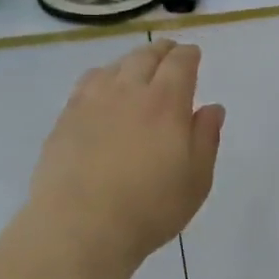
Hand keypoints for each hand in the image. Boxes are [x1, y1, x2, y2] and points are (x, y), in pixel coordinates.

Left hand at [29, 38, 224, 271]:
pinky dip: (103, 76)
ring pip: (115, 66)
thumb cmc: (150, 208)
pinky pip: (88, 83)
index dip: (189, 55)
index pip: (180, 63)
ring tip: (137, 68)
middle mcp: (128, 91)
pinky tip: (103, 89)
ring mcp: (92, 102)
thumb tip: (212, 108)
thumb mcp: (196, 180)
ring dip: (131, 61)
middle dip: (162, 51)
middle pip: (145, 56)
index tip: (194, 54)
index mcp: (166, 103)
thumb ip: (206, 139)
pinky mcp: (66, 118)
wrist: (80, 226)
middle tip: (169, 51)